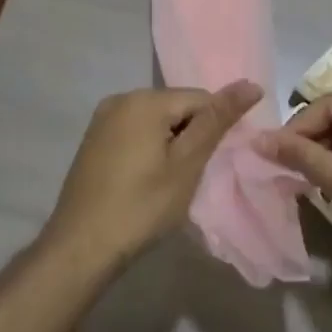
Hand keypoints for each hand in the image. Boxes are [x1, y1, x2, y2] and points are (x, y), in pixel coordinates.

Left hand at [42, 81, 262, 270]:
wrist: (81, 247)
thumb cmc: (142, 206)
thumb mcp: (187, 164)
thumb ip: (217, 120)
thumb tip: (251, 84)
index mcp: (145, 99)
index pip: (201, 98)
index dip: (215, 129)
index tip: (213, 162)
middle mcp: (121, 98)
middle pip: (177, 106)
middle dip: (192, 135)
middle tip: (192, 175)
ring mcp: (102, 119)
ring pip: (156, 120)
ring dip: (171, 143)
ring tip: (171, 181)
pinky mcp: (93, 140)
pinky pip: (135, 132)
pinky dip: (150, 148)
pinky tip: (147, 180)